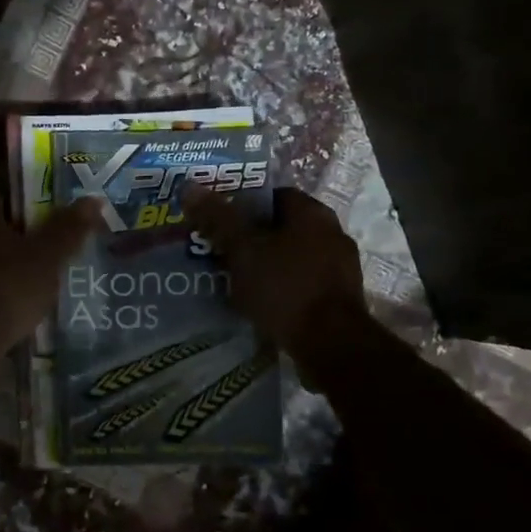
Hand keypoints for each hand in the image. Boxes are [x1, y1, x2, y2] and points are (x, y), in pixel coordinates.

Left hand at [0, 197, 100, 356]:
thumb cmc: (7, 288)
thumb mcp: (47, 257)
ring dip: (15, 266)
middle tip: (58, 248)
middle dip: (27, 237)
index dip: (35, 202)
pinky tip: (24, 304)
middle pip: (0, 228)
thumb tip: (92, 199)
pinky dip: (4, 290)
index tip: (59, 215)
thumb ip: (68, 228)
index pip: (8, 196)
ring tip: (47, 278)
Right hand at [185, 187, 367, 360]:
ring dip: (268, 264)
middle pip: (283, 226)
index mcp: (312, 213)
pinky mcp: (341, 298)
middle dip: (253, 237)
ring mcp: (341, 267)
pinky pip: (303, 282)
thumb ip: (218, 218)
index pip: (273, 196)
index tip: (219, 221)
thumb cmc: (285, 287)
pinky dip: (283, 287)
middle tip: (222, 251)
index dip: (243, 205)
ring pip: (293, 256)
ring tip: (237, 279)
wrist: (332, 345)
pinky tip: (262, 302)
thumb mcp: (243, 250)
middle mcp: (332, 233)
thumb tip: (189, 186)